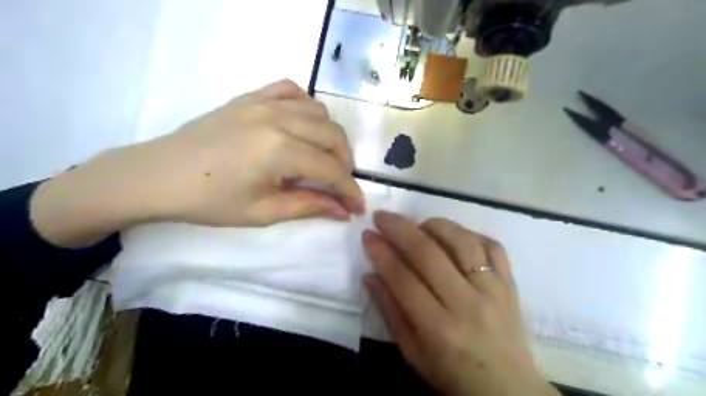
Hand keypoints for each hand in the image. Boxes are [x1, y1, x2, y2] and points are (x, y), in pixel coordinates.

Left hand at [31, 78, 363, 245]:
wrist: (159, 176)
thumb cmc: (210, 201)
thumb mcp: (264, 212)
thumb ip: (309, 206)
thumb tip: (344, 211)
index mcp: (279, 150)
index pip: (331, 169)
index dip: (348, 189)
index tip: (357, 206)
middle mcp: (278, 118)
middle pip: (333, 136)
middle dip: (345, 163)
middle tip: (341, 184)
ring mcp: (264, 102)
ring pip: (319, 111)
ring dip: (330, 136)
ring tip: (324, 157)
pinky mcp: (251, 97)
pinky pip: (292, 90)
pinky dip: (307, 107)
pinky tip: (303, 125)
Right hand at [364, 211, 557, 395]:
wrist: (507, 389)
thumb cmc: (451, 374)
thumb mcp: (412, 352)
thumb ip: (390, 311)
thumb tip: (369, 275)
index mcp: (438, 329)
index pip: (403, 280)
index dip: (381, 253)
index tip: (368, 235)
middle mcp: (467, 305)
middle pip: (429, 254)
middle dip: (400, 229)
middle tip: (382, 216)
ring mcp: (493, 291)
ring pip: (462, 242)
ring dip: (435, 225)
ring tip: (419, 224)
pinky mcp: (510, 284)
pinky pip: (493, 247)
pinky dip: (471, 234)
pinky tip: (454, 236)